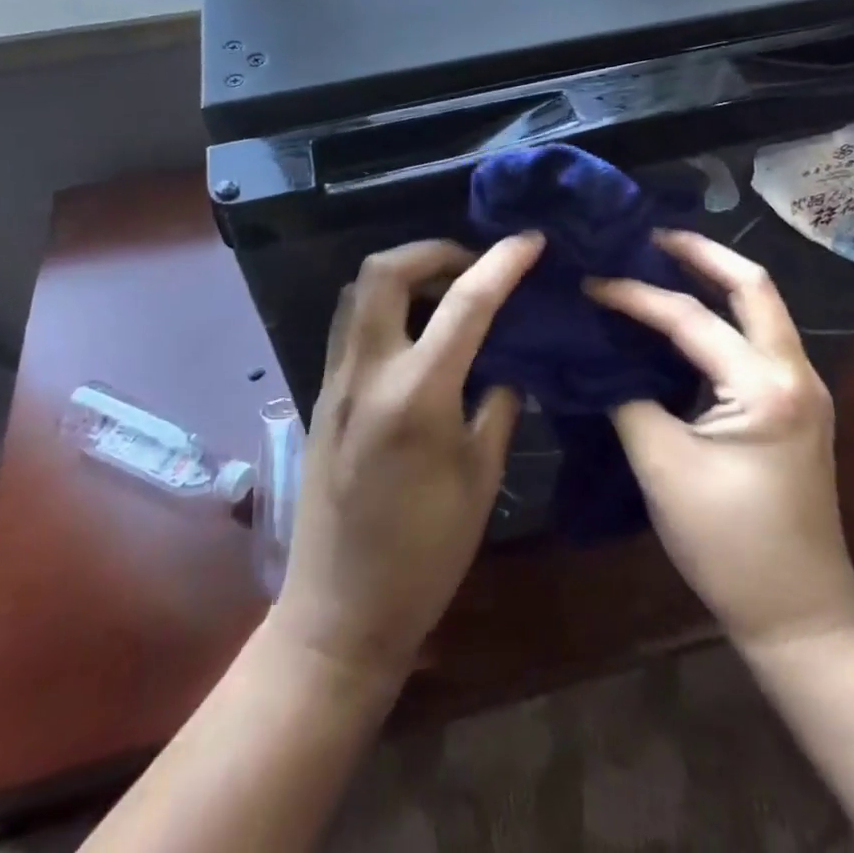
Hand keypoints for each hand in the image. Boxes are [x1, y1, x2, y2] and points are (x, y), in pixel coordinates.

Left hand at [269, 233, 543, 686]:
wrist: (339, 613)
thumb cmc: (424, 555)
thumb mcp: (481, 478)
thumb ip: (498, 406)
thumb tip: (507, 363)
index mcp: (417, 394)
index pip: (466, 302)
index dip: (503, 262)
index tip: (531, 240)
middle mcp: (368, 371)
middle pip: (385, 270)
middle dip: (433, 249)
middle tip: (472, 263)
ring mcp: (336, 380)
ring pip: (358, 290)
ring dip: (403, 272)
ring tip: (444, 289)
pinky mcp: (322, 394)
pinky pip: (350, 323)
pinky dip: (384, 304)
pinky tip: (415, 331)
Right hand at [586, 230, 853, 648]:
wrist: (800, 616)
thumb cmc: (729, 545)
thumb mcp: (663, 467)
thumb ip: (628, 398)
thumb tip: (598, 354)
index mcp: (765, 386)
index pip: (689, 318)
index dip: (633, 296)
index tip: (589, 282)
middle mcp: (794, 371)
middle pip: (752, 284)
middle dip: (700, 253)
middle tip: (648, 235)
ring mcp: (803, 387)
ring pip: (761, 307)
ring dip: (714, 279)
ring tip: (661, 261)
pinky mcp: (795, 405)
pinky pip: (757, 337)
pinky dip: (722, 314)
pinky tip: (684, 318)